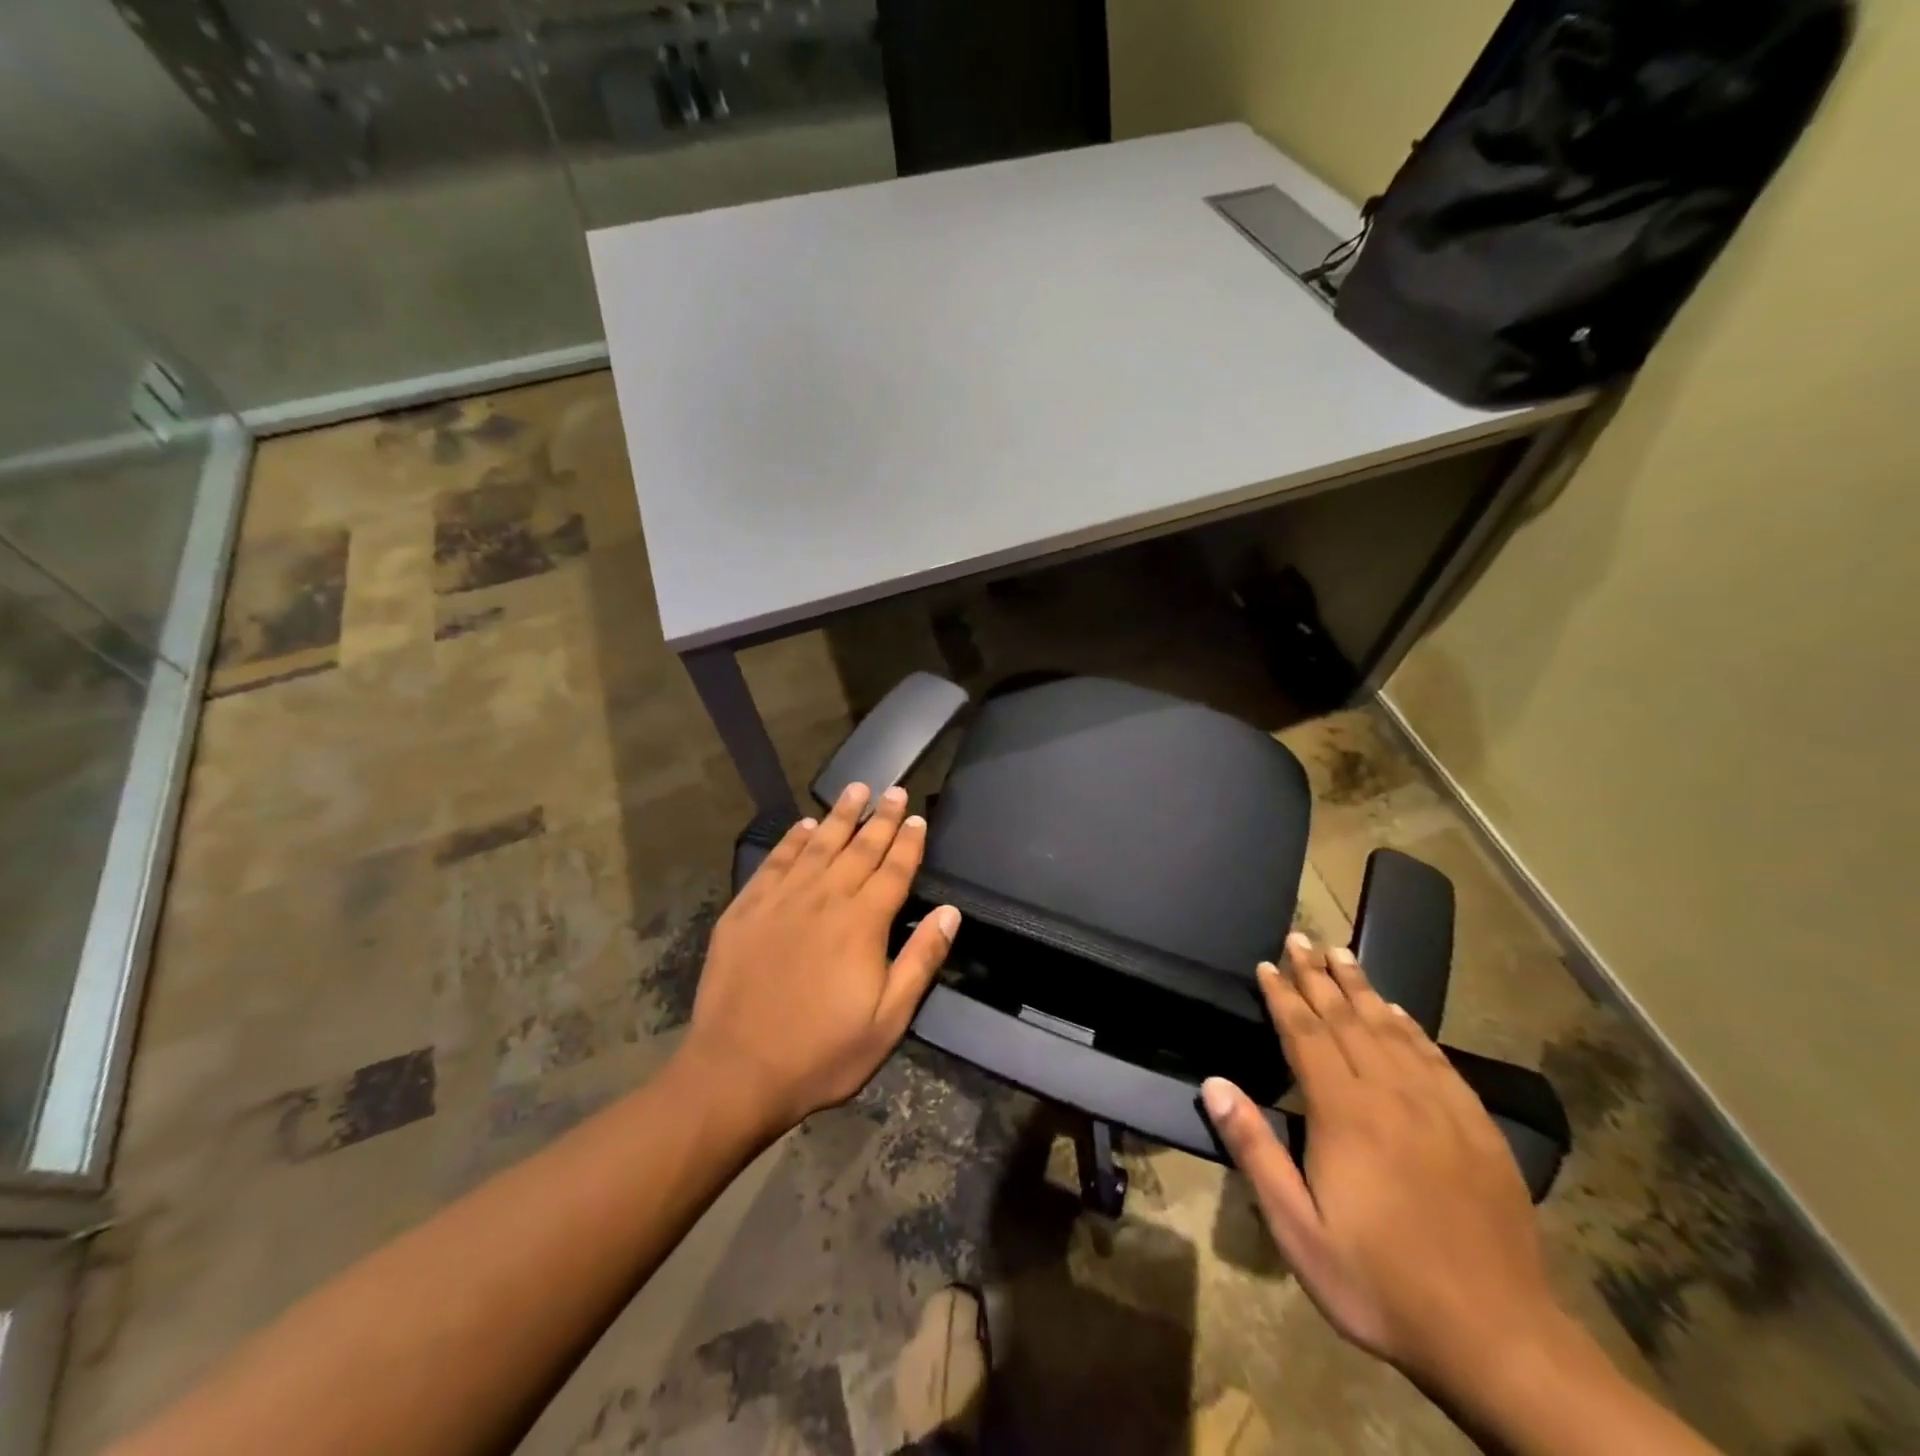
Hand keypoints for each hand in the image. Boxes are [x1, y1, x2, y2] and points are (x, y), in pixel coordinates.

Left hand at [680, 782, 960, 1137]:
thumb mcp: (888, 1021)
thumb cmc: (822, 1054)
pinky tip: (803, 827)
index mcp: (862, 924)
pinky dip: (792, 841)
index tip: (918, 818)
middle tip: (894, 790)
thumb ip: (920, 961)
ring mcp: (781, 901)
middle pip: (859, 848)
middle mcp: (824, 899)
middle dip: (881, 818)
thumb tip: (949, 912)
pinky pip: (775, 862)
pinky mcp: (746, 910)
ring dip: (839, 815)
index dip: (909, 842)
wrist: (736, 1071)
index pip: (894, 871)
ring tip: (855, 788)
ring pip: (817, 845)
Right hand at [1201, 934, 1565, 1397]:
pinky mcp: (1477, 1129)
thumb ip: (1255, 1150)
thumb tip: (1214, 1082)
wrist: (1499, 1339)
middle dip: (1319, 975)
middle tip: (1301, 938)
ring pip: (1393, 1030)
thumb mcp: (1298, 1230)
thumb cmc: (1380, 1283)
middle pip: (1348, 1019)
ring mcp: (1441, 1108)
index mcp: (1345, 1113)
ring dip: (1363, 988)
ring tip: (1343, 954)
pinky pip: (1437, 1059)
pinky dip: (1412, 1028)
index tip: (1268, 963)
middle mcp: (1392, 1095)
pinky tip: (1400, 1013)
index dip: (1284, 995)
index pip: (1306, 1034)